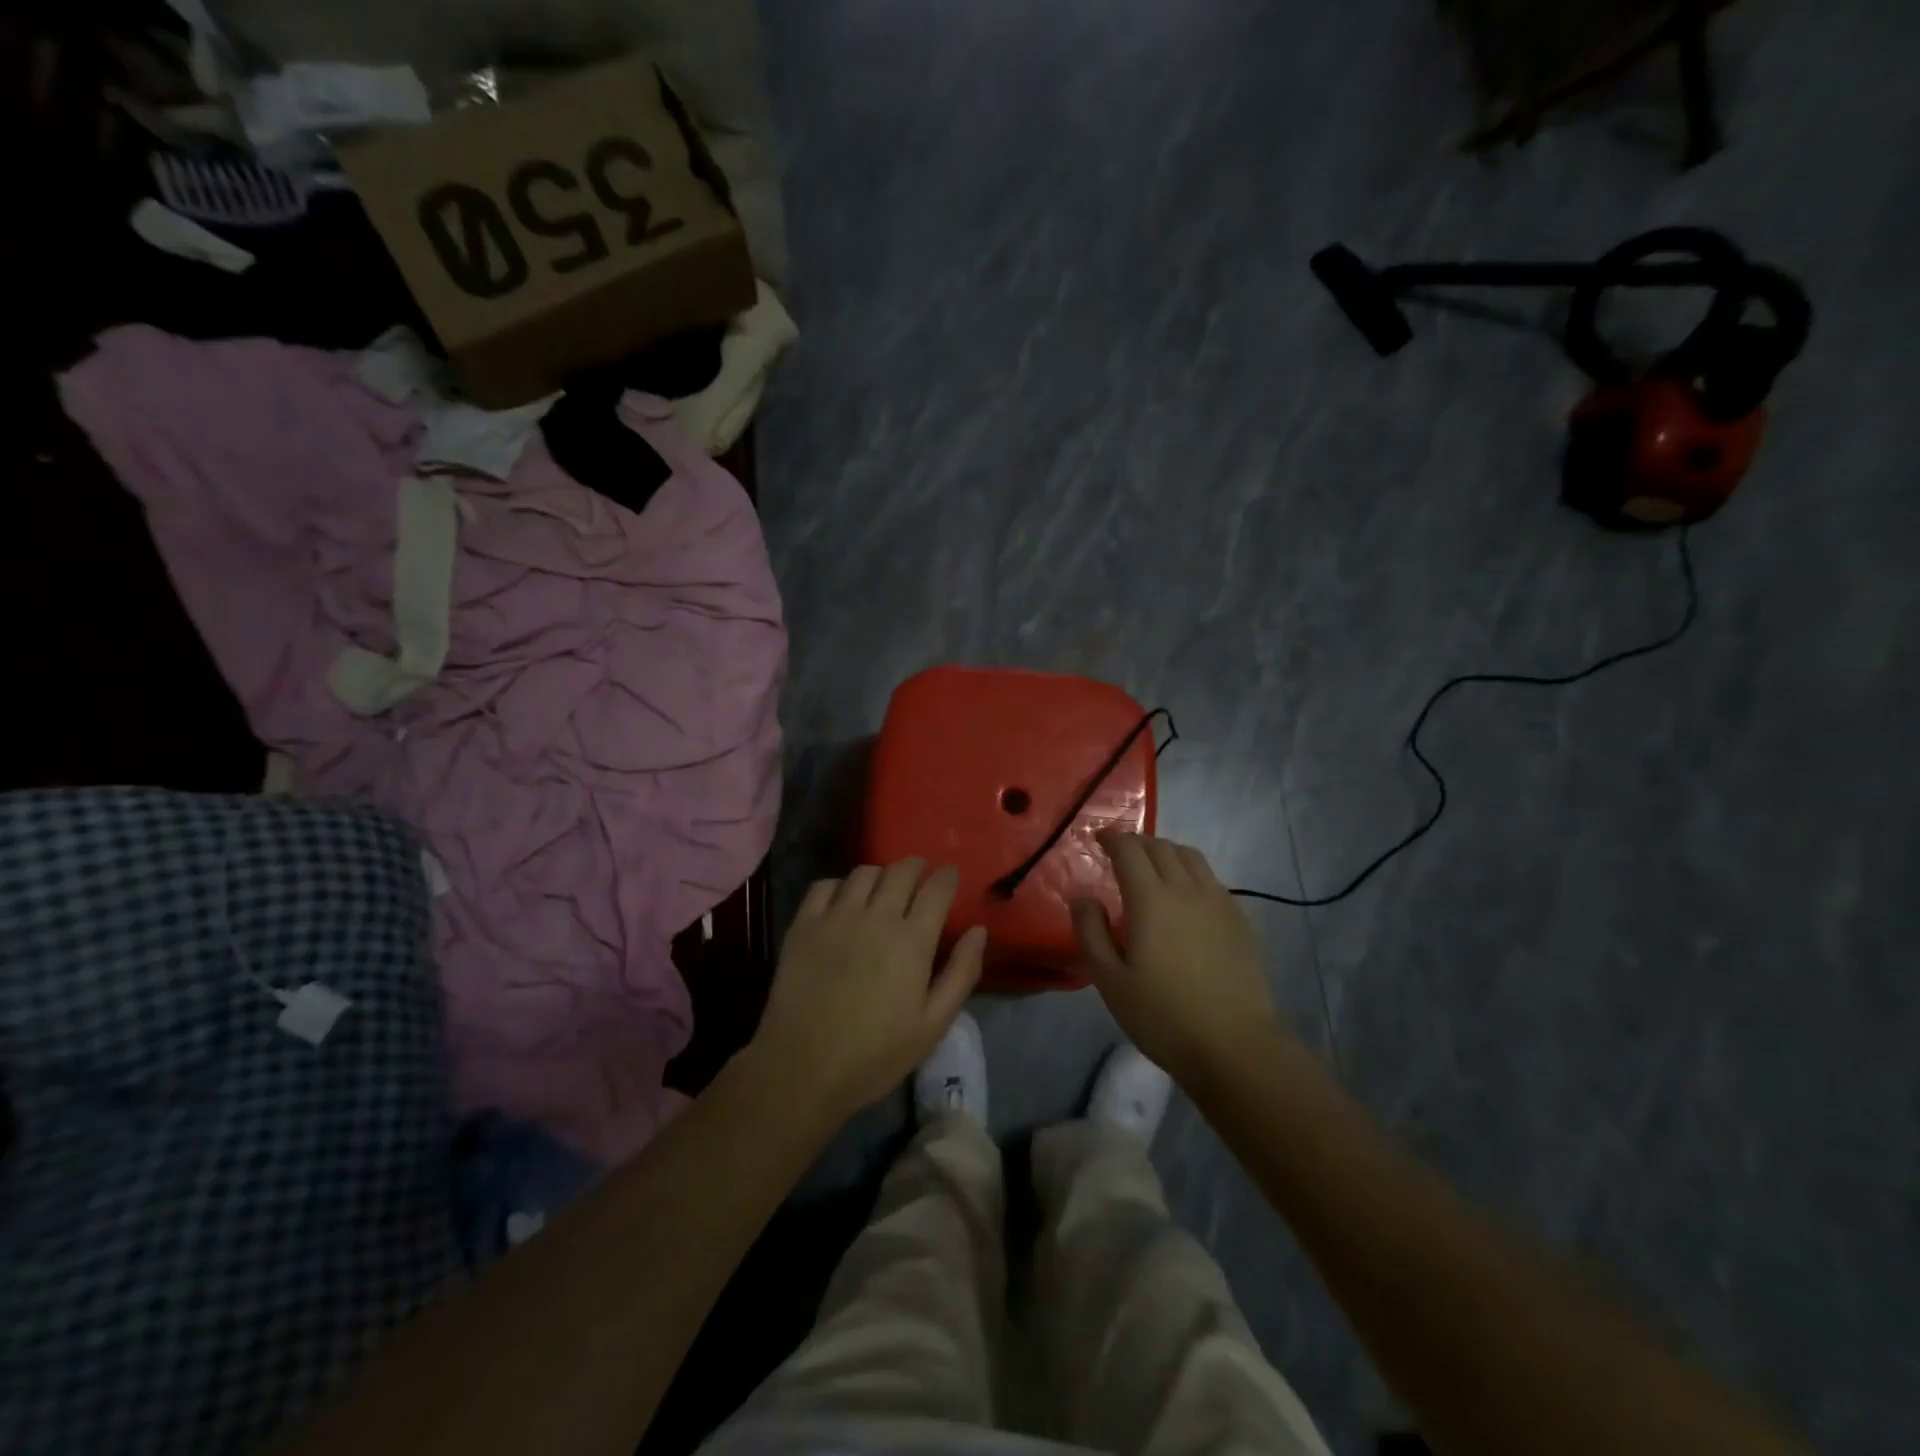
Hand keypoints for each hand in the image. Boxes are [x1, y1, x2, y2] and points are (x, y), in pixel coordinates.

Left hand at [755, 858, 985, 1121]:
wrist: (802, 1068)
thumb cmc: (875, 1054)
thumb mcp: (933, 1025)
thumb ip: (961, 973)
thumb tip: (978, 930)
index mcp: (912, 940)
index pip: (937, 889)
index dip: (947, 877)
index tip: (951, 876)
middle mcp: (876, 917)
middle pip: (901, 870)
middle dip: (917, 867)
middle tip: (921, 877)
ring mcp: (836, 917)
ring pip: (864, 872)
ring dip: (881, 875)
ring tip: (883, 890)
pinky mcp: (803, 925)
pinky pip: (824, 885)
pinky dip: (840, 886)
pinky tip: (843, 902)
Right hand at [1072, 831, 1288, 1082]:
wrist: (1235, 1046)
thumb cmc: (1163, 1016)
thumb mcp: (1110, 980)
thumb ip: (1090, 932)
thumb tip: (1083, 896)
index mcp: (1151, 899)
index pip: (1130, 850)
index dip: (1112, 838)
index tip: (1098, 839)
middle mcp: (1187, 890)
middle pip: (1161, 847)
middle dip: (1137, 842)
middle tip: (1119, 853)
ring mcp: (1219, 902)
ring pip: (1190, 857)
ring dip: (1166, 851)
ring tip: (1152, 867)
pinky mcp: (1239, 920)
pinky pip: (1211, 878)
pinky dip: (1190, 871)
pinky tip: (1185, 896)